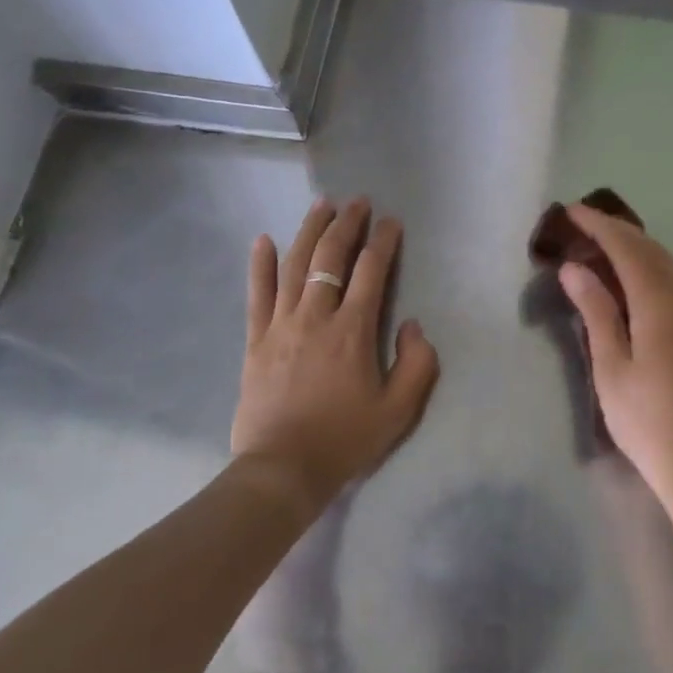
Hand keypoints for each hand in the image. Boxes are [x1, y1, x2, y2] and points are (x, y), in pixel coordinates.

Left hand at [231, 197, 440, 513]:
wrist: (282, 470)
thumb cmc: (345, 439)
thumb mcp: (399, 409)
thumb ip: (417, 363)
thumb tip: (412, 326)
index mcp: (353, 330)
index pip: (371, 271)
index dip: (383, 241)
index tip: (392, 223)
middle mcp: (316, 316)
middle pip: (330, 257)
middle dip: (347, 224)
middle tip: (358, 203)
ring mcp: (281, 325)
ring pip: (295, 266)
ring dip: (309, 231)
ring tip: (321, 205)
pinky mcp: (256, 341)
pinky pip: (258, 295)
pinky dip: (261, 266)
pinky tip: (263, 241)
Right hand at [557, 204, 672, 511]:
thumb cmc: (649, 422)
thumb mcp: (612, 367)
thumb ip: (596, 311)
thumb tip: (575, 267)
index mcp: (662, 303)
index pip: (628, 247)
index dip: (599, 225)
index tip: (571, 210)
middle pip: (651, 249)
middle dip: (617, 231)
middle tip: (582, 224)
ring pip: (666, 264)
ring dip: (635, 248)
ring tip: (601, 245)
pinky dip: (650, 269)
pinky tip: (633, 280)